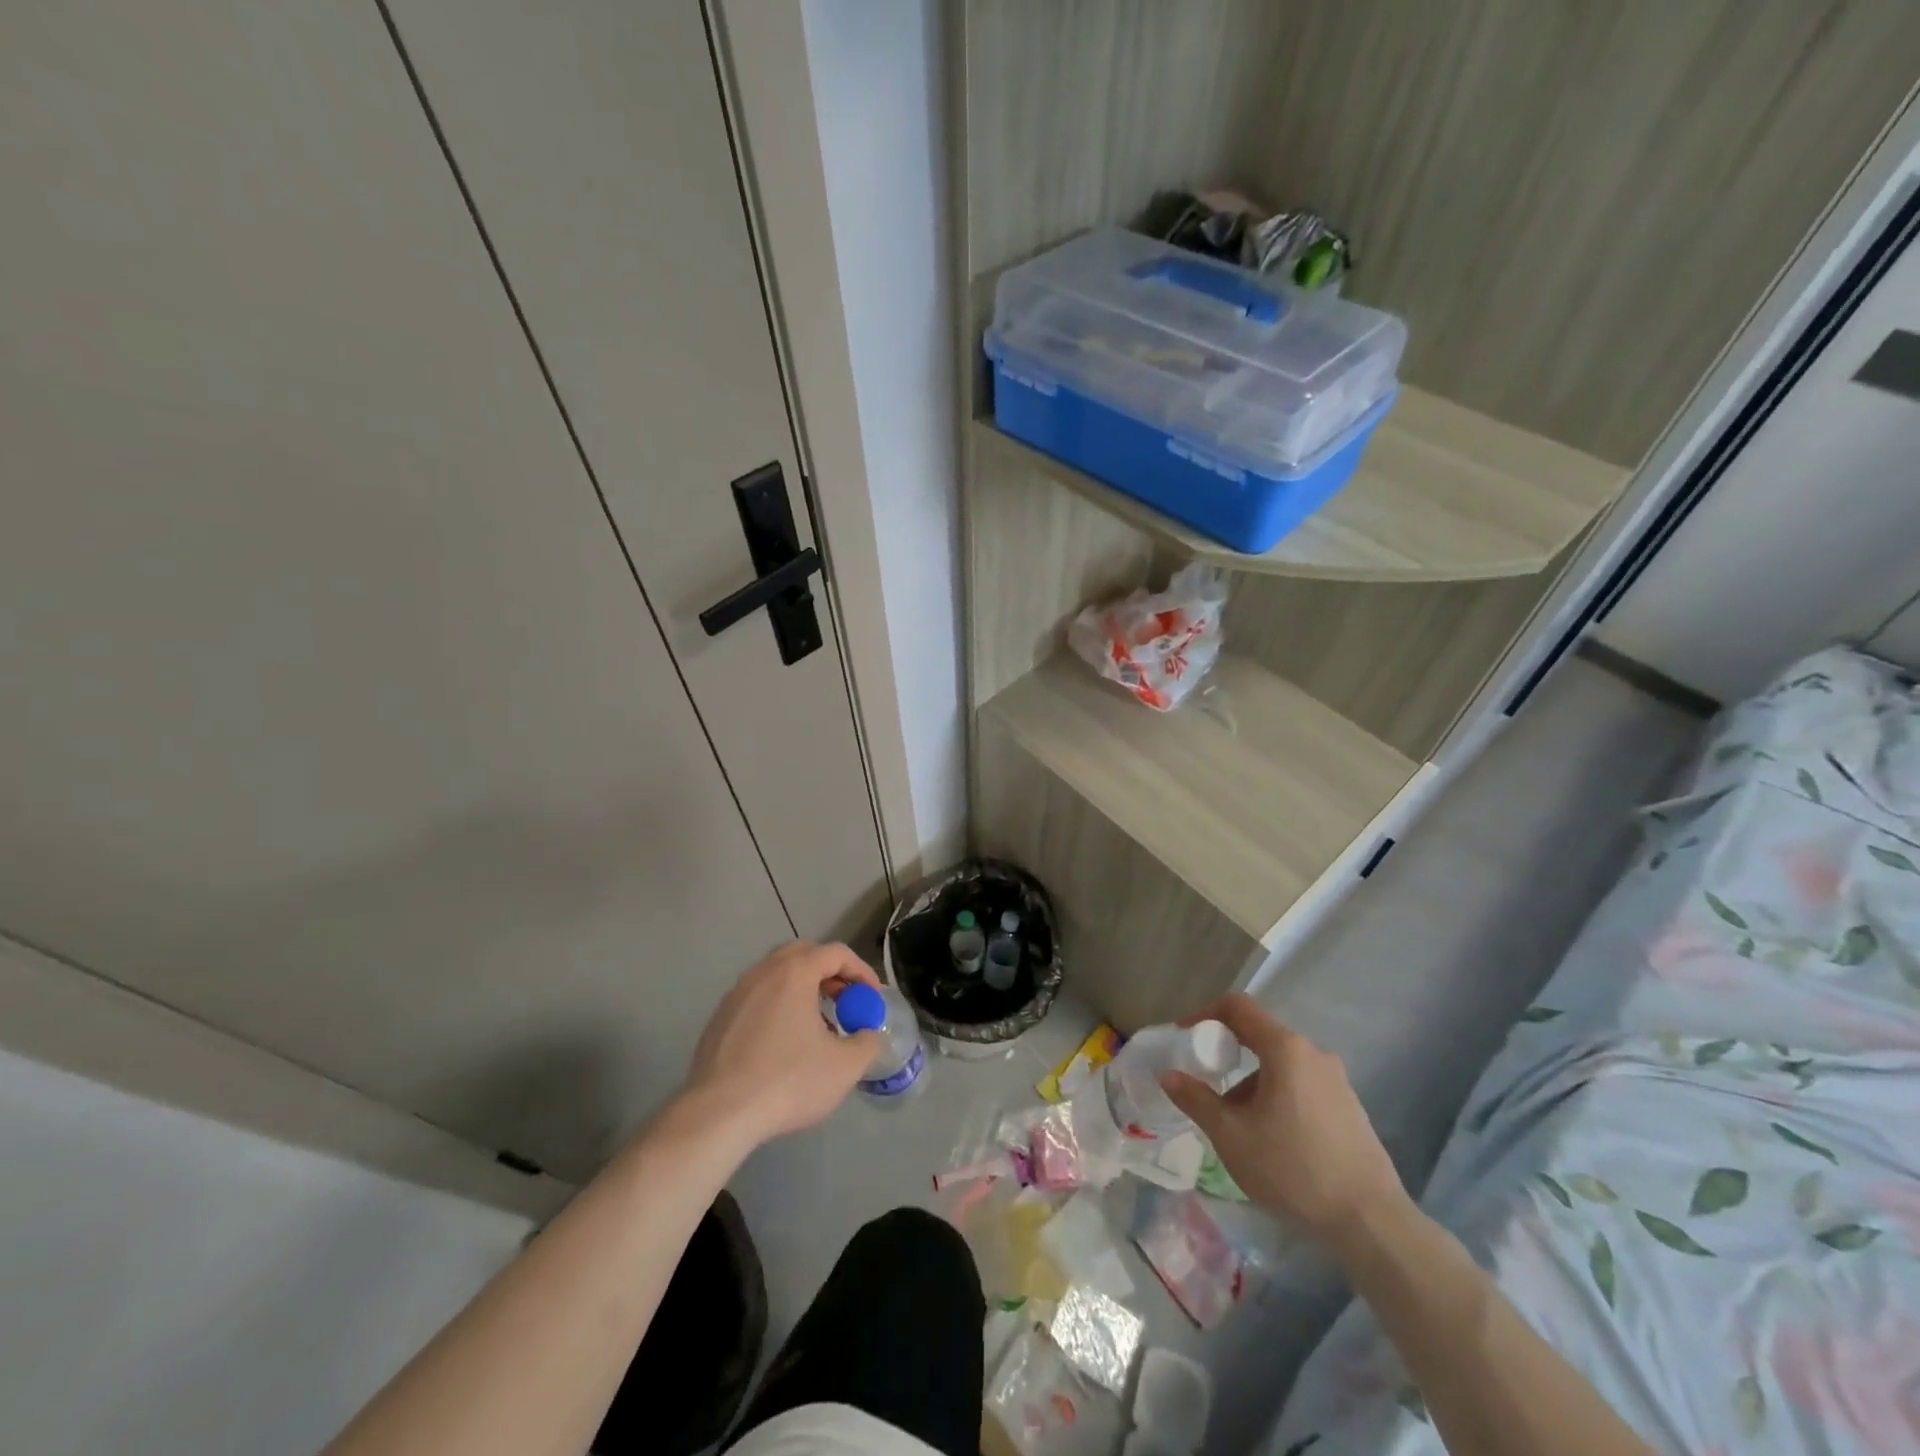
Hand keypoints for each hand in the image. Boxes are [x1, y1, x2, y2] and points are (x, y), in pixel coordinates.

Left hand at [681, 941, 883, 1145]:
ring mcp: (736, 994)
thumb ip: (867, 1042)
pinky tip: (783, 1042)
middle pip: (803, 954)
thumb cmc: (787, 1081)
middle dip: (830, 972)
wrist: (719, 1114)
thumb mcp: (844, 1066)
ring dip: (802, 988)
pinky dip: (778, 1005)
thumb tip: (869, 1033)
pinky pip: (757, 997)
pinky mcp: (719, 1018)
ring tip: (817, 1022)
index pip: (836, 953)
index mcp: (794, 972)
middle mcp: (763, 972)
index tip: (872, 997)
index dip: (861, 970)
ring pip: (777, 975)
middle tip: (845, 1000)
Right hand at [1160, 993, 1408, 1246]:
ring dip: (1251, 1084)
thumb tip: (1168, 1074)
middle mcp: (1314, 1053)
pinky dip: (1276, 1097)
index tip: (1184, 1038)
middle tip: (1205, 1085)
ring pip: (1280, 1066)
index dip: (1204, 1014)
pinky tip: (1272, 1140)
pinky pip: (1302, 1086)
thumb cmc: (1294, 1170)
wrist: (1372, 1223)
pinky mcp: (1349, 1107)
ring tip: (1237, 1126)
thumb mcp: (1232, 1137)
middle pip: (1259, 1037)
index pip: (1238, 1007)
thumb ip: (1196, 1099)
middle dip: (1227, 1057)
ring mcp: (1337, 1080)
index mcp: (1285, 1049)